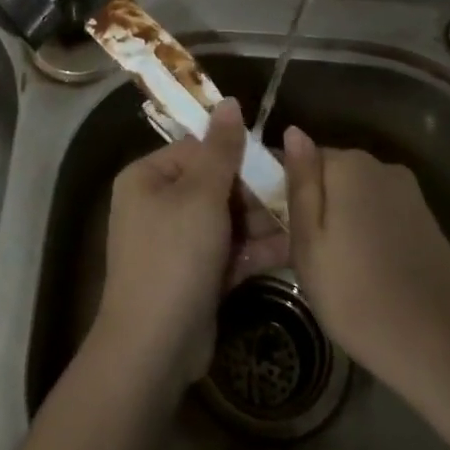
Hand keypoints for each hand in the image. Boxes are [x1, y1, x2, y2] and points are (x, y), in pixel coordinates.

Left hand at [92, 100, 273, 397]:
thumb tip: (230, 101)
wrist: (154, 347)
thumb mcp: (201, 195)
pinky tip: (293, 249)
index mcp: (148, 177)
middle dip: (255, 193)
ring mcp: (176, 243)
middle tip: (295, 196)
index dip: (238, 155)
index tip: (277, 161)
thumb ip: (221, 149)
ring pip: (225, 220)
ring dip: (261, 222)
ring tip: (302, 222)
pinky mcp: (194, 276)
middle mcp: (157, 205)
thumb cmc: (175, 256)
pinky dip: (254, 251)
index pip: (198, 150)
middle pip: (214, 185)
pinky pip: (227, 252)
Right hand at [280, 128, 449, 395]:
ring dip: (333, 224)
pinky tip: (356, 275)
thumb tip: (293, 130)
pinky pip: (377, 218)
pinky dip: (360, 237)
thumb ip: (300, 184)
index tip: (260, 226)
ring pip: (352, 200)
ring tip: (320, 272)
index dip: (273, 190)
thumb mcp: (310, 244)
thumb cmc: (361, 297)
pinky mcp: (426, 224)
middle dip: (305, 207)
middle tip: (284, 255)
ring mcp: (408, 196)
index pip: (296, 159)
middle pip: (327, 178)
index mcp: (349, 164)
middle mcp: (381, 168)